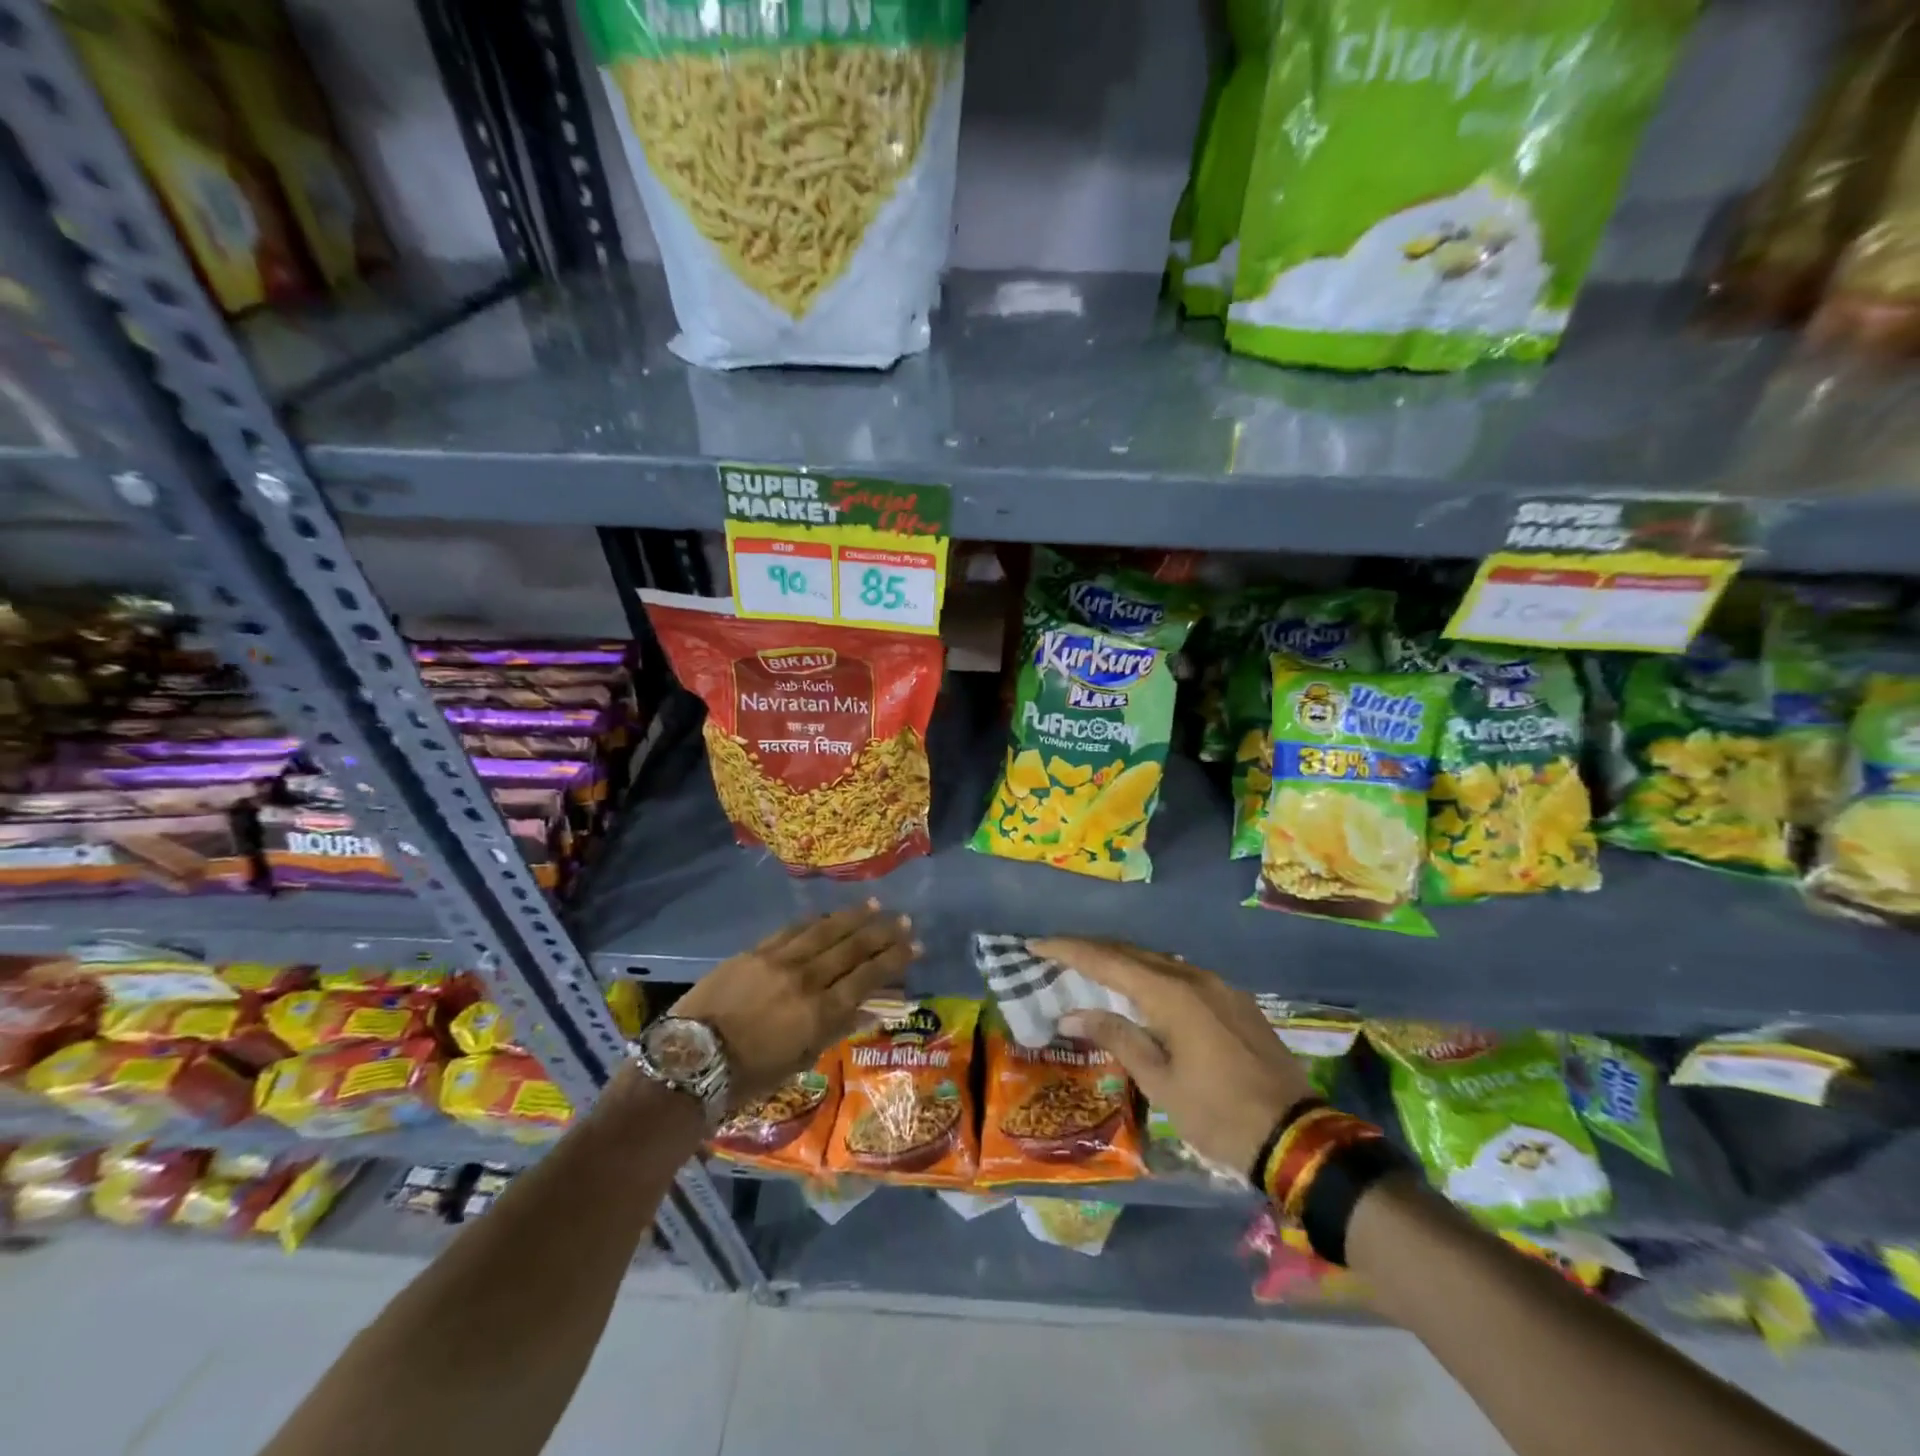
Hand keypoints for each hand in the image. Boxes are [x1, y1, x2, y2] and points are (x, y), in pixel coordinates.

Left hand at [674, 901, 918, 1106]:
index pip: (868, 976)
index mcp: (821, 1012)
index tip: (915, 946)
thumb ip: (836, 1028)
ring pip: (826, 930)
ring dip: (854, 917)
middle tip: (905, 920)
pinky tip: (829, 914)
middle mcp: (807, 979)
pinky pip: (793, 929)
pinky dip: (816, 920)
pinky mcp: (756, 951)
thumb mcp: (800, 1060)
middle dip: (883, 933)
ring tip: (876, 905)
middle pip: (853, 948)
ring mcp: (780, 960)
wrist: (689, 1061)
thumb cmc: (749, 1075)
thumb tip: (871, 1008)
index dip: (895, 959)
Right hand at [1032, 938, 1313, 1178]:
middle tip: (1056, 953)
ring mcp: (1219, 986)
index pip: (1108, 960)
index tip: (1035, 944)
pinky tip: (1139, 990)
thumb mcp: (1160, 1082)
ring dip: (1122, 962)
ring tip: (1090, 968)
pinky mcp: (1234, 1001)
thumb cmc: (1219, 1114)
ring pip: (1158, 962)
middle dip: (1092, 950)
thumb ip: (1117, 1037)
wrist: (1296, 1137)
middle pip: (1132, 953)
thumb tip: (1073, 1013)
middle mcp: (1195, 978)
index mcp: (1173, 994)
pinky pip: (1180, 976)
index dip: (1069, 950)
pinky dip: (1150, 976)